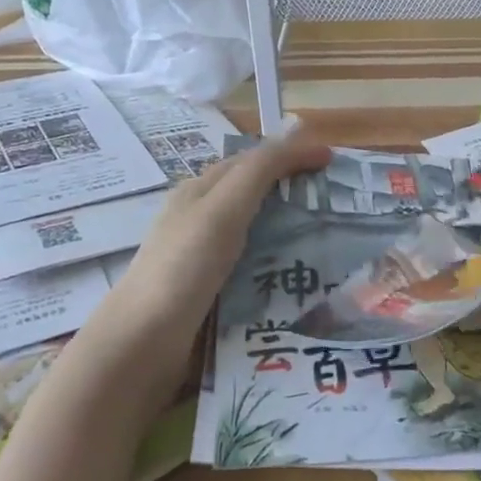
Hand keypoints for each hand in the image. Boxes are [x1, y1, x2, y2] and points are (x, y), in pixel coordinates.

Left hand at [98, 128, 330, 397]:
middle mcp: (200, 219)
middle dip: (295, 191)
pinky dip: (280, 264)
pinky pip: (253, 268)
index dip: (291, 153)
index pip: (252, 159)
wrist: (141, 345)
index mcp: (200, 191)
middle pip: (254, 194)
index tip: (333, 161)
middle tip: (339, 201)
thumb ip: (261, 170)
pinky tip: (300, 278)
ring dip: (291, 230)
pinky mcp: (210, 294)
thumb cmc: (184, 267)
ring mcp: (203, 259)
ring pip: (256, 233)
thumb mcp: (224, 208)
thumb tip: (302, 134)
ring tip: (332, 241)